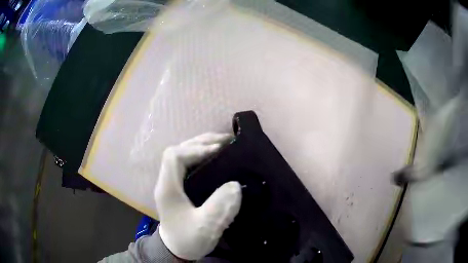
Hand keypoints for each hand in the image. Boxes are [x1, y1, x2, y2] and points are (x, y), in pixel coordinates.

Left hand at [154, 133, 241, 259]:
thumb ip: (219, 208)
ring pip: (184, 154)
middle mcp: (167, 180)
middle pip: (179, 150)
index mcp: (168, 188)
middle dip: (202, 142)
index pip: (174, 156)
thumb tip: (235, 185)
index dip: (195, 149)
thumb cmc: (188, 240)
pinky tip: (217, 157)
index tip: (218, 150)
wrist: (177, 249)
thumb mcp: (205, 228)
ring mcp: (172, 182)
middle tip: (227, 140)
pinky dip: (203, 155)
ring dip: (203, 145)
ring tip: (225, 144)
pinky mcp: (180, 186)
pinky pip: (190, 163)